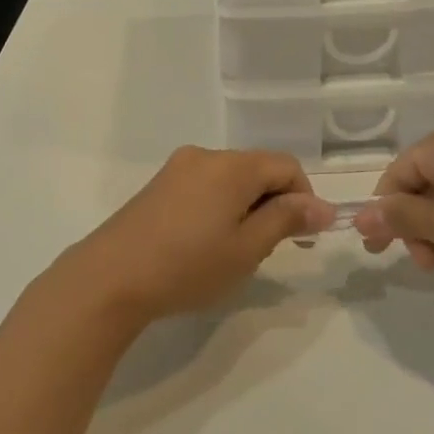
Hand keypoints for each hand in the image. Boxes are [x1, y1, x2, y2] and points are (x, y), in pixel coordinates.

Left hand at [62, 146, 333, 325]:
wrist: (110, 277)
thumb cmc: (187, 266)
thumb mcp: (246, 249)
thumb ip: (286, 220)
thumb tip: (323, 207)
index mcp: (233, 166)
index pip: (286, 166)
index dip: (304, 198)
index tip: (303, 238)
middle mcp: (206, 155)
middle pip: (258, 168)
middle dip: (273, 203)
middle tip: (266, 249)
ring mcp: (178, 167)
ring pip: (231, 178)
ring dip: (246, 205)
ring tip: (232, 250)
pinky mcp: (159, 184)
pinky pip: (205, 184)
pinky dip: (219, 205)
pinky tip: (203, 242)